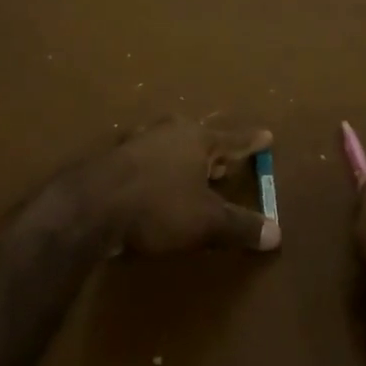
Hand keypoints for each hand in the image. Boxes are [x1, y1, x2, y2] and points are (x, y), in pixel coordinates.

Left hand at [71, 116, 279, 255]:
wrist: (88, 208)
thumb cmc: (157, 207)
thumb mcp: (207, 222)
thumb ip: (241, 227)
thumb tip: (277, 234)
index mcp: (196, 139)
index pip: (233, 140)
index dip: (252, 142)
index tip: (267, 135)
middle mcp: (167, 132)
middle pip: (198, 136)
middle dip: (212, 149)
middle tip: (224, 162)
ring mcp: (134, 142)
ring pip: (167, 144)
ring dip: (180, 157)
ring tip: (188, 171)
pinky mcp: (109, 159)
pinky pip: (142, 159)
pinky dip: (153, 169)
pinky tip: (149, 184)